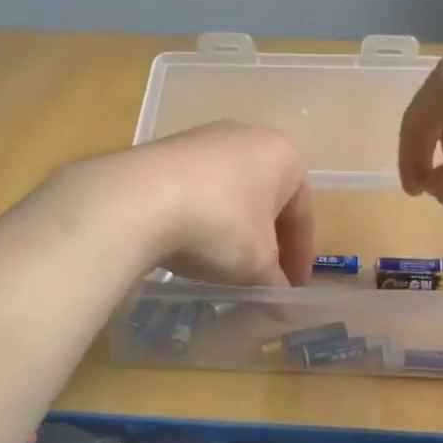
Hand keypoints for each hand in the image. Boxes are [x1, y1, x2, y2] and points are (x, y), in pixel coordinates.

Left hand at [72, 121, 314, 286]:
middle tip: (263, 277)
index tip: (293, 288)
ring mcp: (204, 139)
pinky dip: (202, 217)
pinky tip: (190, 243)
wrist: (139, 199)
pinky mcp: (167, 149)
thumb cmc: (220, 225)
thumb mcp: (256, 264)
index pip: (303, 213)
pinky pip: (198, 189)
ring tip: (225, 264)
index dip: (300, 256)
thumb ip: (275, 284)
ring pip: (232, 192)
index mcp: (283, 156)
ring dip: (234, 229)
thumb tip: (285, 305)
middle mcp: (248, 137)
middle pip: (267, 199)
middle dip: (267, 241)